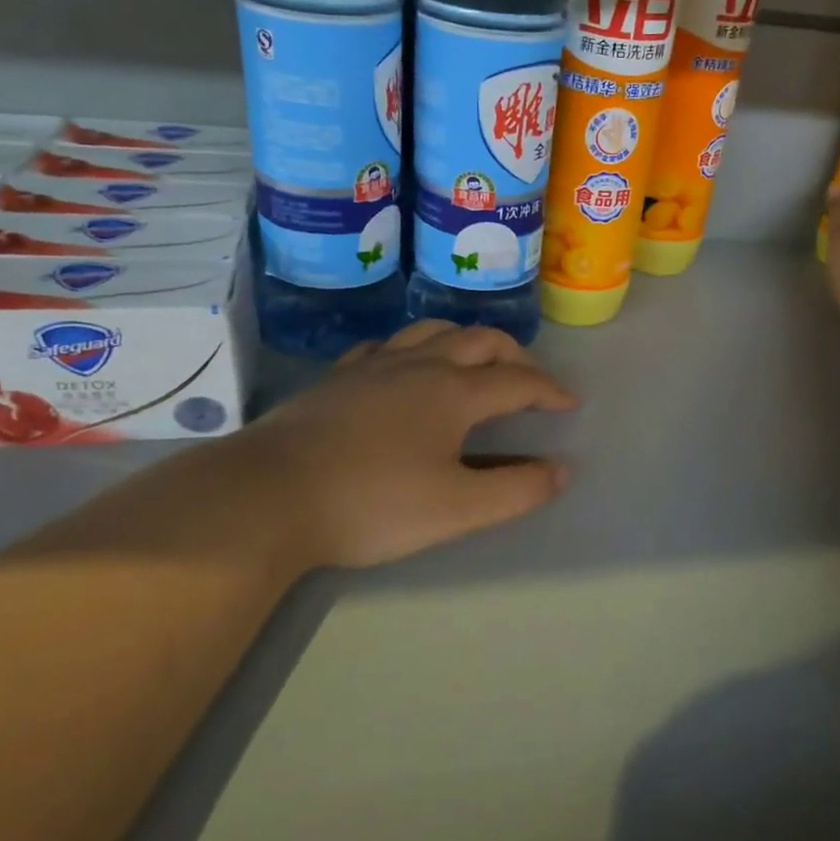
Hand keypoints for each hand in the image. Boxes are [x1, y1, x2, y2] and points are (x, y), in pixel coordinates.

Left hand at [244, 320, 577, 568]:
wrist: (270, 495)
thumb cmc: (373, 504)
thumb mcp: (457, 509)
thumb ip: (516, 490)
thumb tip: (561, 471)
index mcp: (454, 393)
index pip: (518, 381)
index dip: (550, 390)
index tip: (569, 404)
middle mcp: (419, 366)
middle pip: (480, 341)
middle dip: (514, 355)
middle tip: (529, 379)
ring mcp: (374, 366)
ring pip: (432, 331)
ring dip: (466, 340)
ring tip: (475, 361)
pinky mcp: (338, 377)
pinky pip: (387, 346)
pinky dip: (414, 348)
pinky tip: (406, 367)